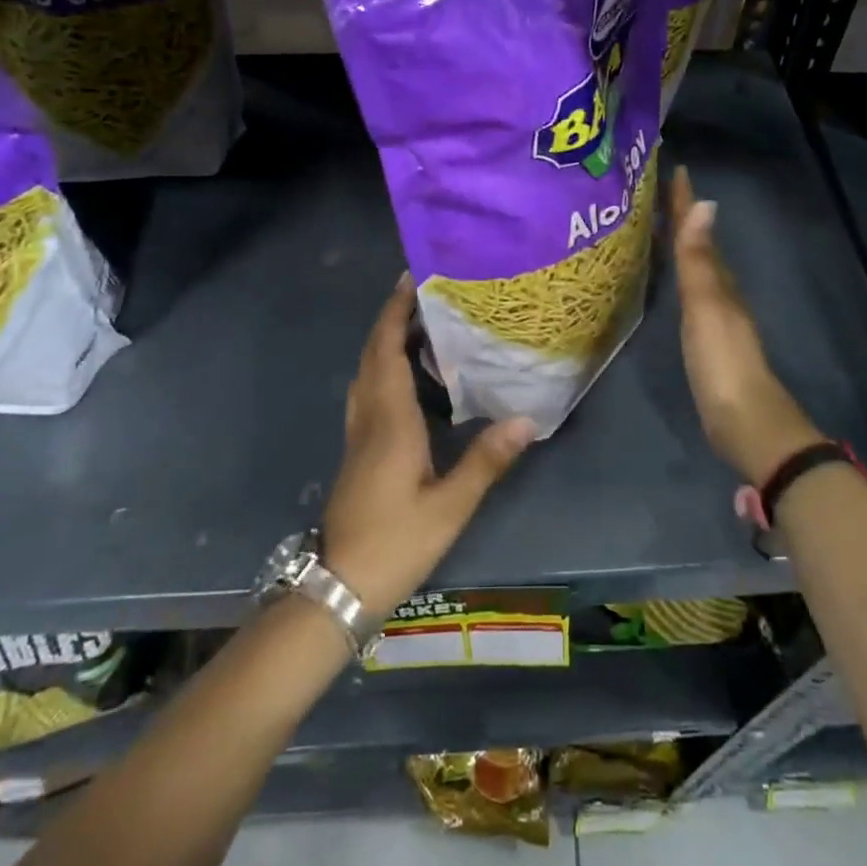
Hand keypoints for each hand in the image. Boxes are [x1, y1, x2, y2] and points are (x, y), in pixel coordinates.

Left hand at [322, 275, 537, 618]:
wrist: (338, 586)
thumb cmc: (395, 543)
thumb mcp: (449, 507)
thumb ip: (486, 461)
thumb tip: (527, 419)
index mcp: (390, 420)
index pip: (387, 350)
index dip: (395, 312)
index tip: (411, 279)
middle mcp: (369, 416)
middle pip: (372, 353)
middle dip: (392, 317)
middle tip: (424, 293)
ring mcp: (358, 433)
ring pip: (366, 371)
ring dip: (385, 340)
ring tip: (420, 325)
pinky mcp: (358, 449)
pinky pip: (367, 390)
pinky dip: (382, 366)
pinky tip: (407, 376)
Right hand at [669, 166, 823, 484]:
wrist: (745, 421)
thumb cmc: (722, 362)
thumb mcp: (706, 306)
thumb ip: (699, 260)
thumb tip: (707, 203)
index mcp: (719, 280)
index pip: (698, 231)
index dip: (686, 202)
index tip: (675, 168)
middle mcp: (720, 291)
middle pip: (698, 245)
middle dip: (681, 217)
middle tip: (655, 192)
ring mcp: (715, 317)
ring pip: (696, 268)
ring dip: (681, 245)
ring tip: (657, 227)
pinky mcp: (706, 340)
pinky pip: (690, 294)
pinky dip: (680, 276)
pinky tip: (670, 281)